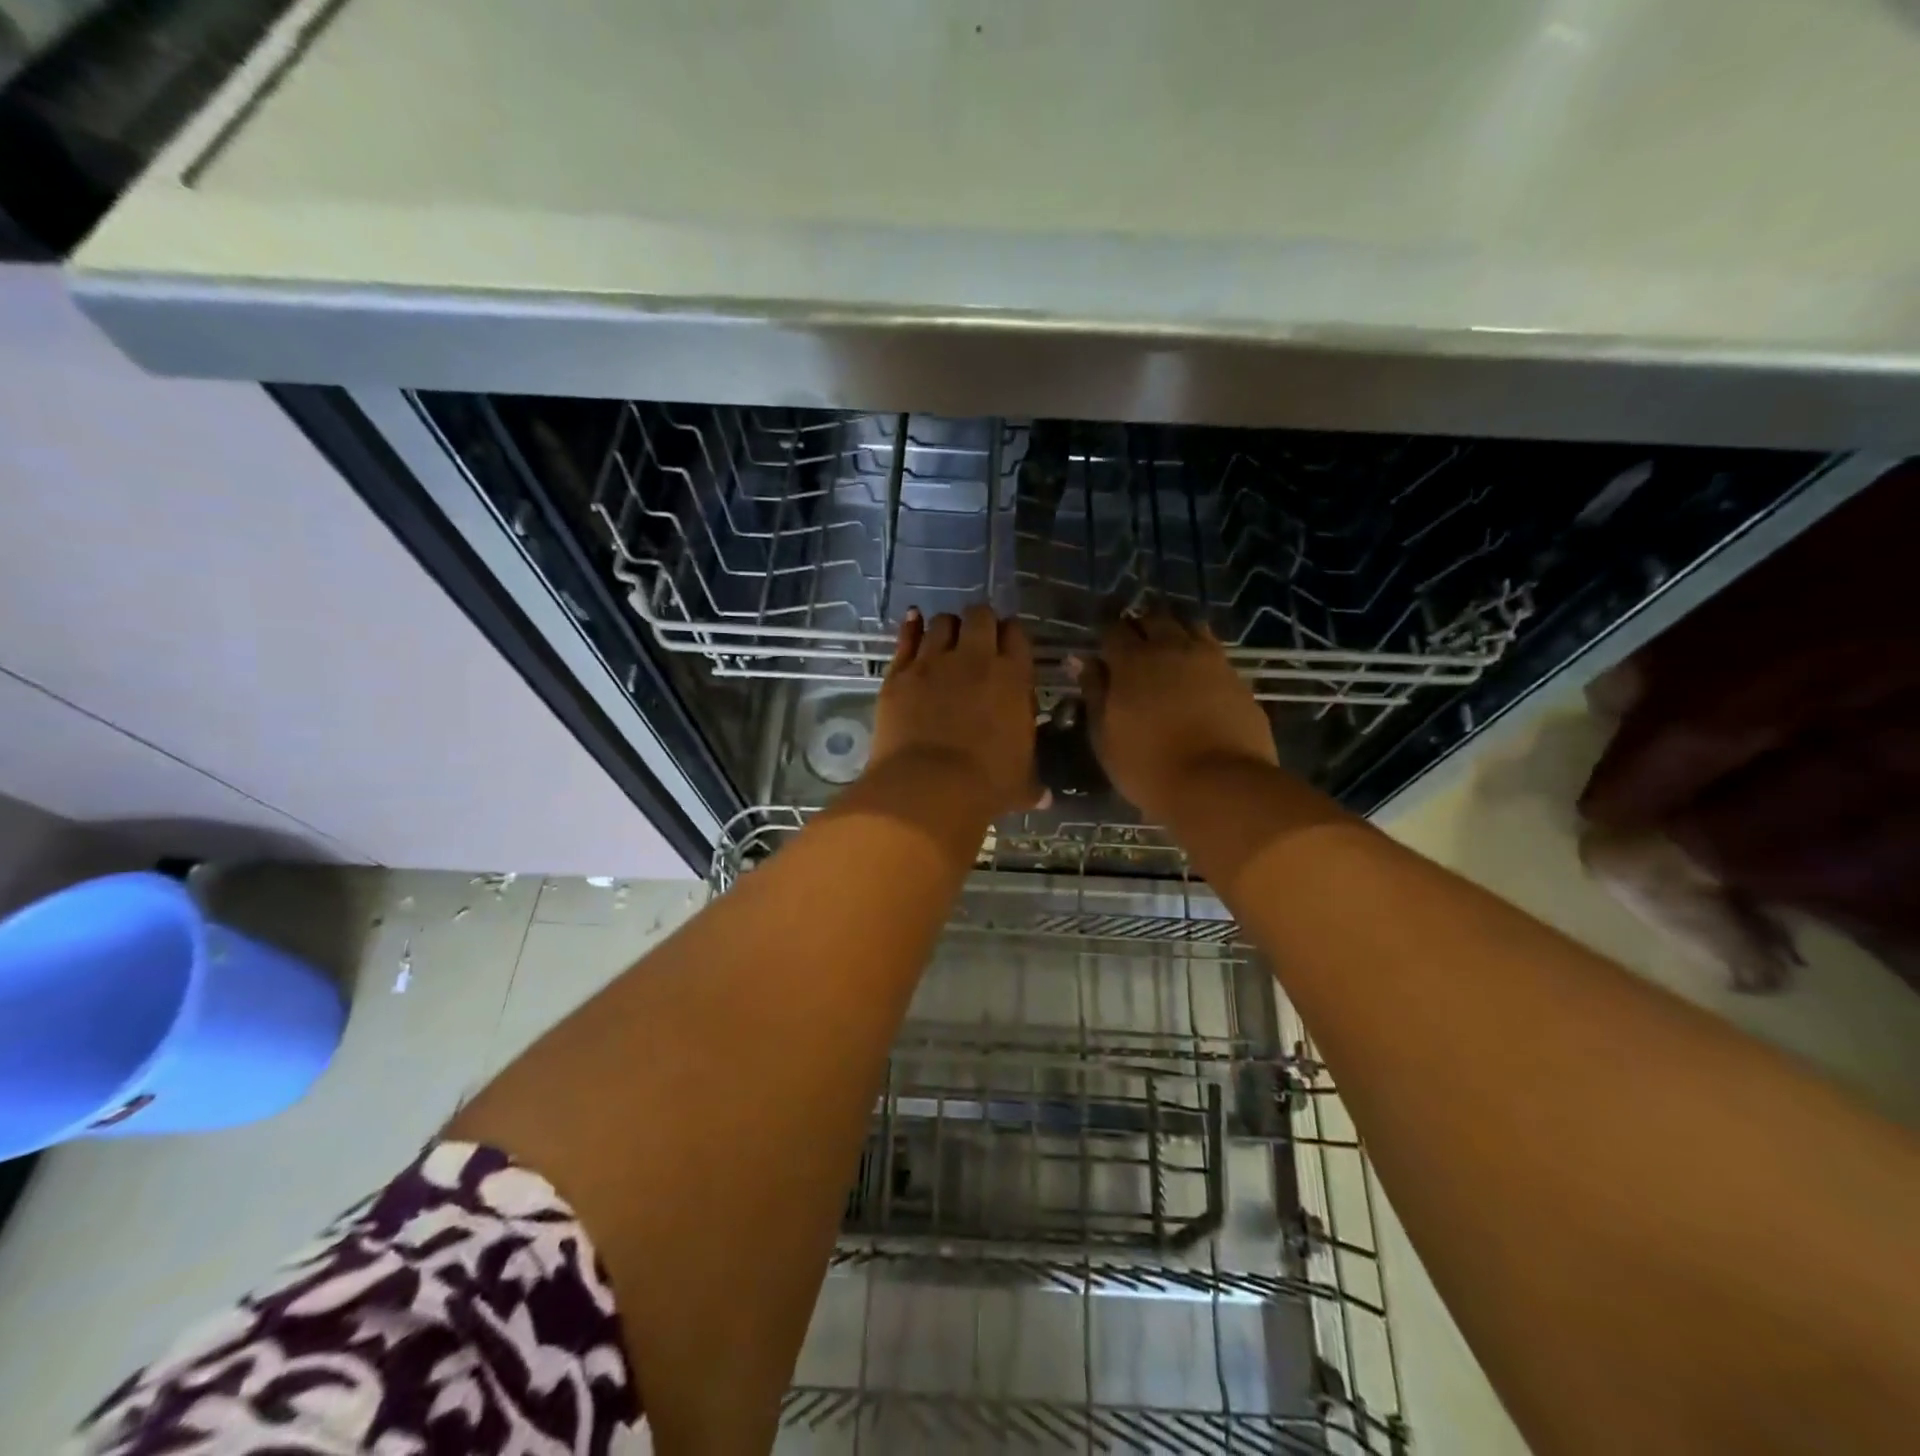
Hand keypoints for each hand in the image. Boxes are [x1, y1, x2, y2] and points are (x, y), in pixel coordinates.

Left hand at [870, 605, 1038, 816]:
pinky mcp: (899, 674)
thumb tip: (1045, 797)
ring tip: (946, 638)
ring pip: (942, 622)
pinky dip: (911, 627)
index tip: (1008, 647)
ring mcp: (933, 662)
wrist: (928, 788)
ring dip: (947, 627)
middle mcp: (975, 659)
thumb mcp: (1020, 784)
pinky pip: (906, 637)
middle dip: (981, 623)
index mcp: (1013, 677)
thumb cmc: (985, 786)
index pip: (1017, 634)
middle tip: (978, 639)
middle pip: (980, 616)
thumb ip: (1032, 784)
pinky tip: (913, 620)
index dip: (1012, 636)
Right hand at [1078, 608, 1278, 821]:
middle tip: (1134, 647)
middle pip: (1154, 619)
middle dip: (1140, 626)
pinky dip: (1200, 653)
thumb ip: (1094, 693)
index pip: (1113, 629)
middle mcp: (1171, 648)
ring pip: (1189, 626)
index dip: (1106, 634)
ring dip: (1174, 632)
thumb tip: (1082, 661)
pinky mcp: (1237, 677)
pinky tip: (1196, 673)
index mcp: (1132, 661)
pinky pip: (1214, 650)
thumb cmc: (1147, 766)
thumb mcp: (1105, 736)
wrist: (1219, 785)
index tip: (1102, 647)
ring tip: (1167, 653)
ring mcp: (1210, 659)